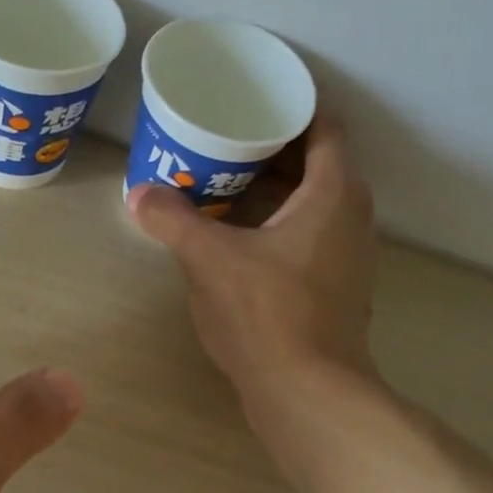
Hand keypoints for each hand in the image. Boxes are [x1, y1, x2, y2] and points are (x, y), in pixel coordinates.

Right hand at [127, 119, 378, 404]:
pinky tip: (242, 239)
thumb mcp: (209, 260)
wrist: (307, 392)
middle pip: (318, 162)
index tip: (252, 100)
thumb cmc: (267, 313)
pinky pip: (310, 235)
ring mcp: (350, 255)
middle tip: (225, 139)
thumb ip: (173, 221)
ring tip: (227, 185)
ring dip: (277, 189)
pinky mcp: (338, 287)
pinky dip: (280, 224)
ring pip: (315, 202)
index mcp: (334, 191)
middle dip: (273, 147)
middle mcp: (353, 215)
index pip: (323, 124)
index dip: (291, 106)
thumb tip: (138, 194)